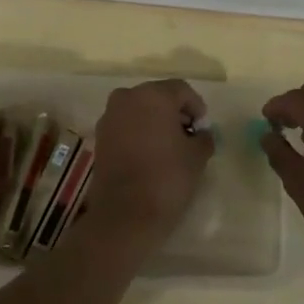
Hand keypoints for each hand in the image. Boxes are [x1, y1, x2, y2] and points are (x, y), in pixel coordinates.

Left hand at [83, 78, 214, 243]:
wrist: (125, 213)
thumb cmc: (167, 178)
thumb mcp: (197, 156)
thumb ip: (203, 137)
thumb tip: (201, 133)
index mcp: (153, 95)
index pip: (182, 90)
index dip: (196, 107)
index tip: (202, 129)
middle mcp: (127, 97)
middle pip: (158, 96)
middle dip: (174, 112)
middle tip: (188, 136)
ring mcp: (109, 116)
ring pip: (139, 110)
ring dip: (155, 122)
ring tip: (168, 147)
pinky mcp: (99, 136)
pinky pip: (125, 125)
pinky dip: (138, 132)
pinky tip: (149, 154)